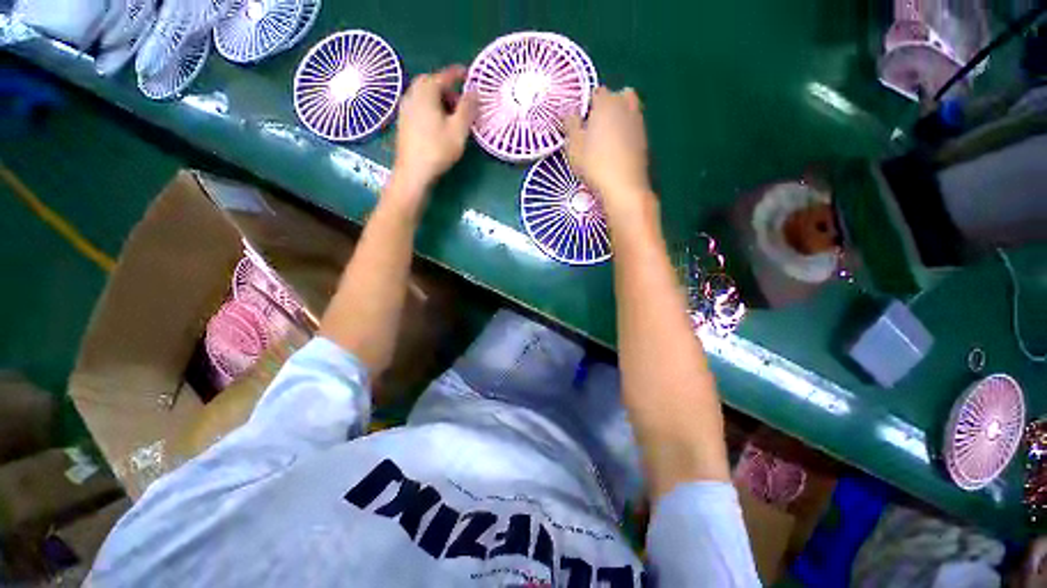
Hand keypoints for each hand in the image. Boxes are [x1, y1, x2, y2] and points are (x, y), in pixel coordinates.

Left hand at [389, 65, 477, 204]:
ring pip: (425, 94)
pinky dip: (431, 107)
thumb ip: (468, 108)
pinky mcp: (403, 120)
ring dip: (439, 98)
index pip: (445, 75)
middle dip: (448, 88)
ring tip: (452, 115)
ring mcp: (405, 107)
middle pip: (432, 82)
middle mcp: (413, 93)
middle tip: (462, 102)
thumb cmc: (437, 150)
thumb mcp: (459, 129)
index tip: (469, 74)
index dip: (459, 74)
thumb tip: (475, 91)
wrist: (413, 171)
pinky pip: (419, 105)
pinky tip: (438, 123)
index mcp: (426, 91)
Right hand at [565, 87, 652, 217]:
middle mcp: (626, 107)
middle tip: (596, 126)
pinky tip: (617, 150)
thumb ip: (570, 124)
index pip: (598, 92)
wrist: (623, 187)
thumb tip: (569, 111)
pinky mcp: (644, 141)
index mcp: (606, 103)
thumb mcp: (573, 145)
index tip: (581, 121)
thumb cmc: (594, 164)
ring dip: (619, 118)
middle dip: (609, 105)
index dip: (588, 104)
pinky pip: (634, 128)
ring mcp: (638, 124)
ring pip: (629, 111)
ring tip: (606, 139)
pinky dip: (626, 133)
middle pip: (619, 96)